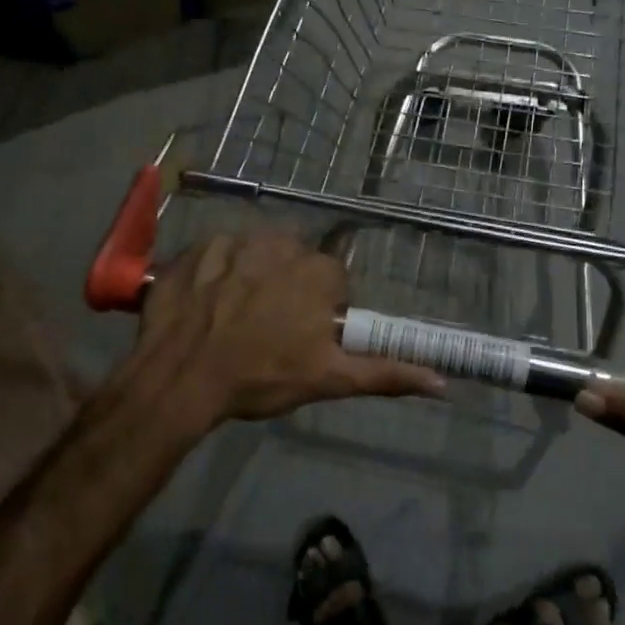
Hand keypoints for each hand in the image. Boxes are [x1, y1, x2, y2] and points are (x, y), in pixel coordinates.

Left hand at [136, 232, 444, 421]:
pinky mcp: (195, 248)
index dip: (319, 309)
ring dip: (250, 276)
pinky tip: (205, 304)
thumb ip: (386, 373)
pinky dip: (213, 273)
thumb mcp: (329, 379)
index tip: (300, 336)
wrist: (182, 377)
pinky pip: (214, 253)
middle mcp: (280, 244)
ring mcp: (233, 242)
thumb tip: (443, 383)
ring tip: (233, 317)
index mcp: (318, 271)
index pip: (331, 280)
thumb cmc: (262, 376)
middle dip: (286, 288)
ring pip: (254, 254)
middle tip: (267, 329)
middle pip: (293, 261)